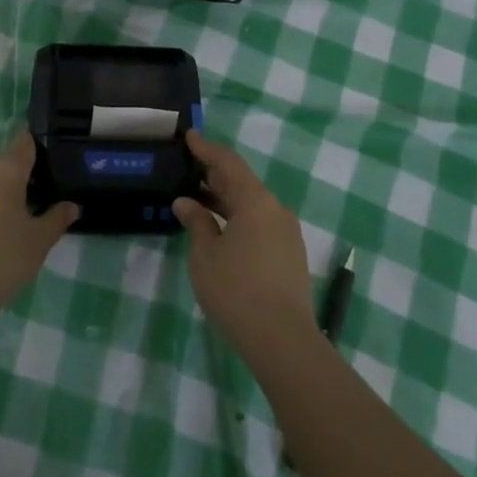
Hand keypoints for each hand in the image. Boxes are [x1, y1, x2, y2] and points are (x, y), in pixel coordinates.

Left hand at [0, 133, 78, 335]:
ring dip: (3, 195)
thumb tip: (72, 206)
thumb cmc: (1, 260)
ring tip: (20, 222)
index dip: (40, 147)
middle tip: (43, 202)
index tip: (53, 162)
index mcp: (5, 170)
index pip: (25, 143)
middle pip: (7, 164)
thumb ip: (57, 218)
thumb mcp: (39, 242)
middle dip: (25, 178)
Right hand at [173, 132, 315, 361]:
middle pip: (242, 182)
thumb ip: (196, 222)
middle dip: (215, 174)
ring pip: (252, 204)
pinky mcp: (290, 254)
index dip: (207, 148)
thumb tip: (186, 203)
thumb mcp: (205, 255)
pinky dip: (239, 218)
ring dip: (226, 199)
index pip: (228, 162)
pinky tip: (221, 229)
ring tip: (199, 200)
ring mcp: (287, 232)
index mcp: (255, 201)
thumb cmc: (236, 290)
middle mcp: (276, 209)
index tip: (190, 136)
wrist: (282, 339)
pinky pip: (261, 223)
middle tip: (189, 168)